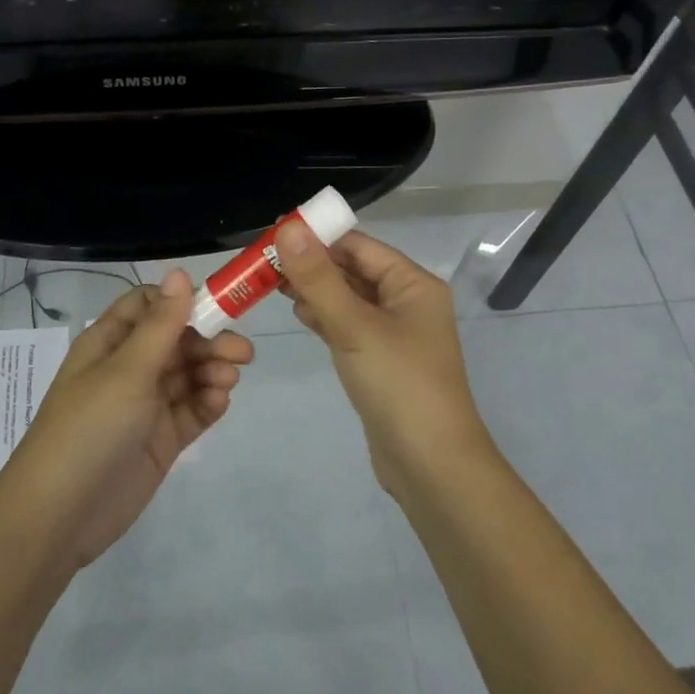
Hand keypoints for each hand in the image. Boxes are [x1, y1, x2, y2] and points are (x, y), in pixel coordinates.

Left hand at [0, 269, 253, 569]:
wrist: (61, 514)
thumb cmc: (90, 427)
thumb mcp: (127, 369)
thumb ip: (162, 323)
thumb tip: (179, 271)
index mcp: (110, 342)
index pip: (149, 306)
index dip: (182, 302)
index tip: (217, 307)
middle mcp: (128, 368)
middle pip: (177, 340)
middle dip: (209, 341)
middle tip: (242, 353)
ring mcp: (145, 406)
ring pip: (188, 375)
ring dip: (212, 371)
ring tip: (228, 381)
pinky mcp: (160, 440)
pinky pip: (191, 411)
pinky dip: (208, 403)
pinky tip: (218, 402)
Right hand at [276, 223, 492, 497]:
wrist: (430, 465)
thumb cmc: (398, 384)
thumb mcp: (354, 326)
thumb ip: (319, 278)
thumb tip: (289, 228)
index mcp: (413, 284)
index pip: (359, 245)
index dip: (318, 237)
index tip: (274, 233)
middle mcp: (407, 302)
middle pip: (353, 270)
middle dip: (312, 264)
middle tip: (264, 260)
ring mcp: (395, 334)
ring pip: (348, 298)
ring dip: (315, 289)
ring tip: (272, 282)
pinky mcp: (380, 360)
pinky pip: (349, 326)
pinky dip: (324, 316)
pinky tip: (298, 312)